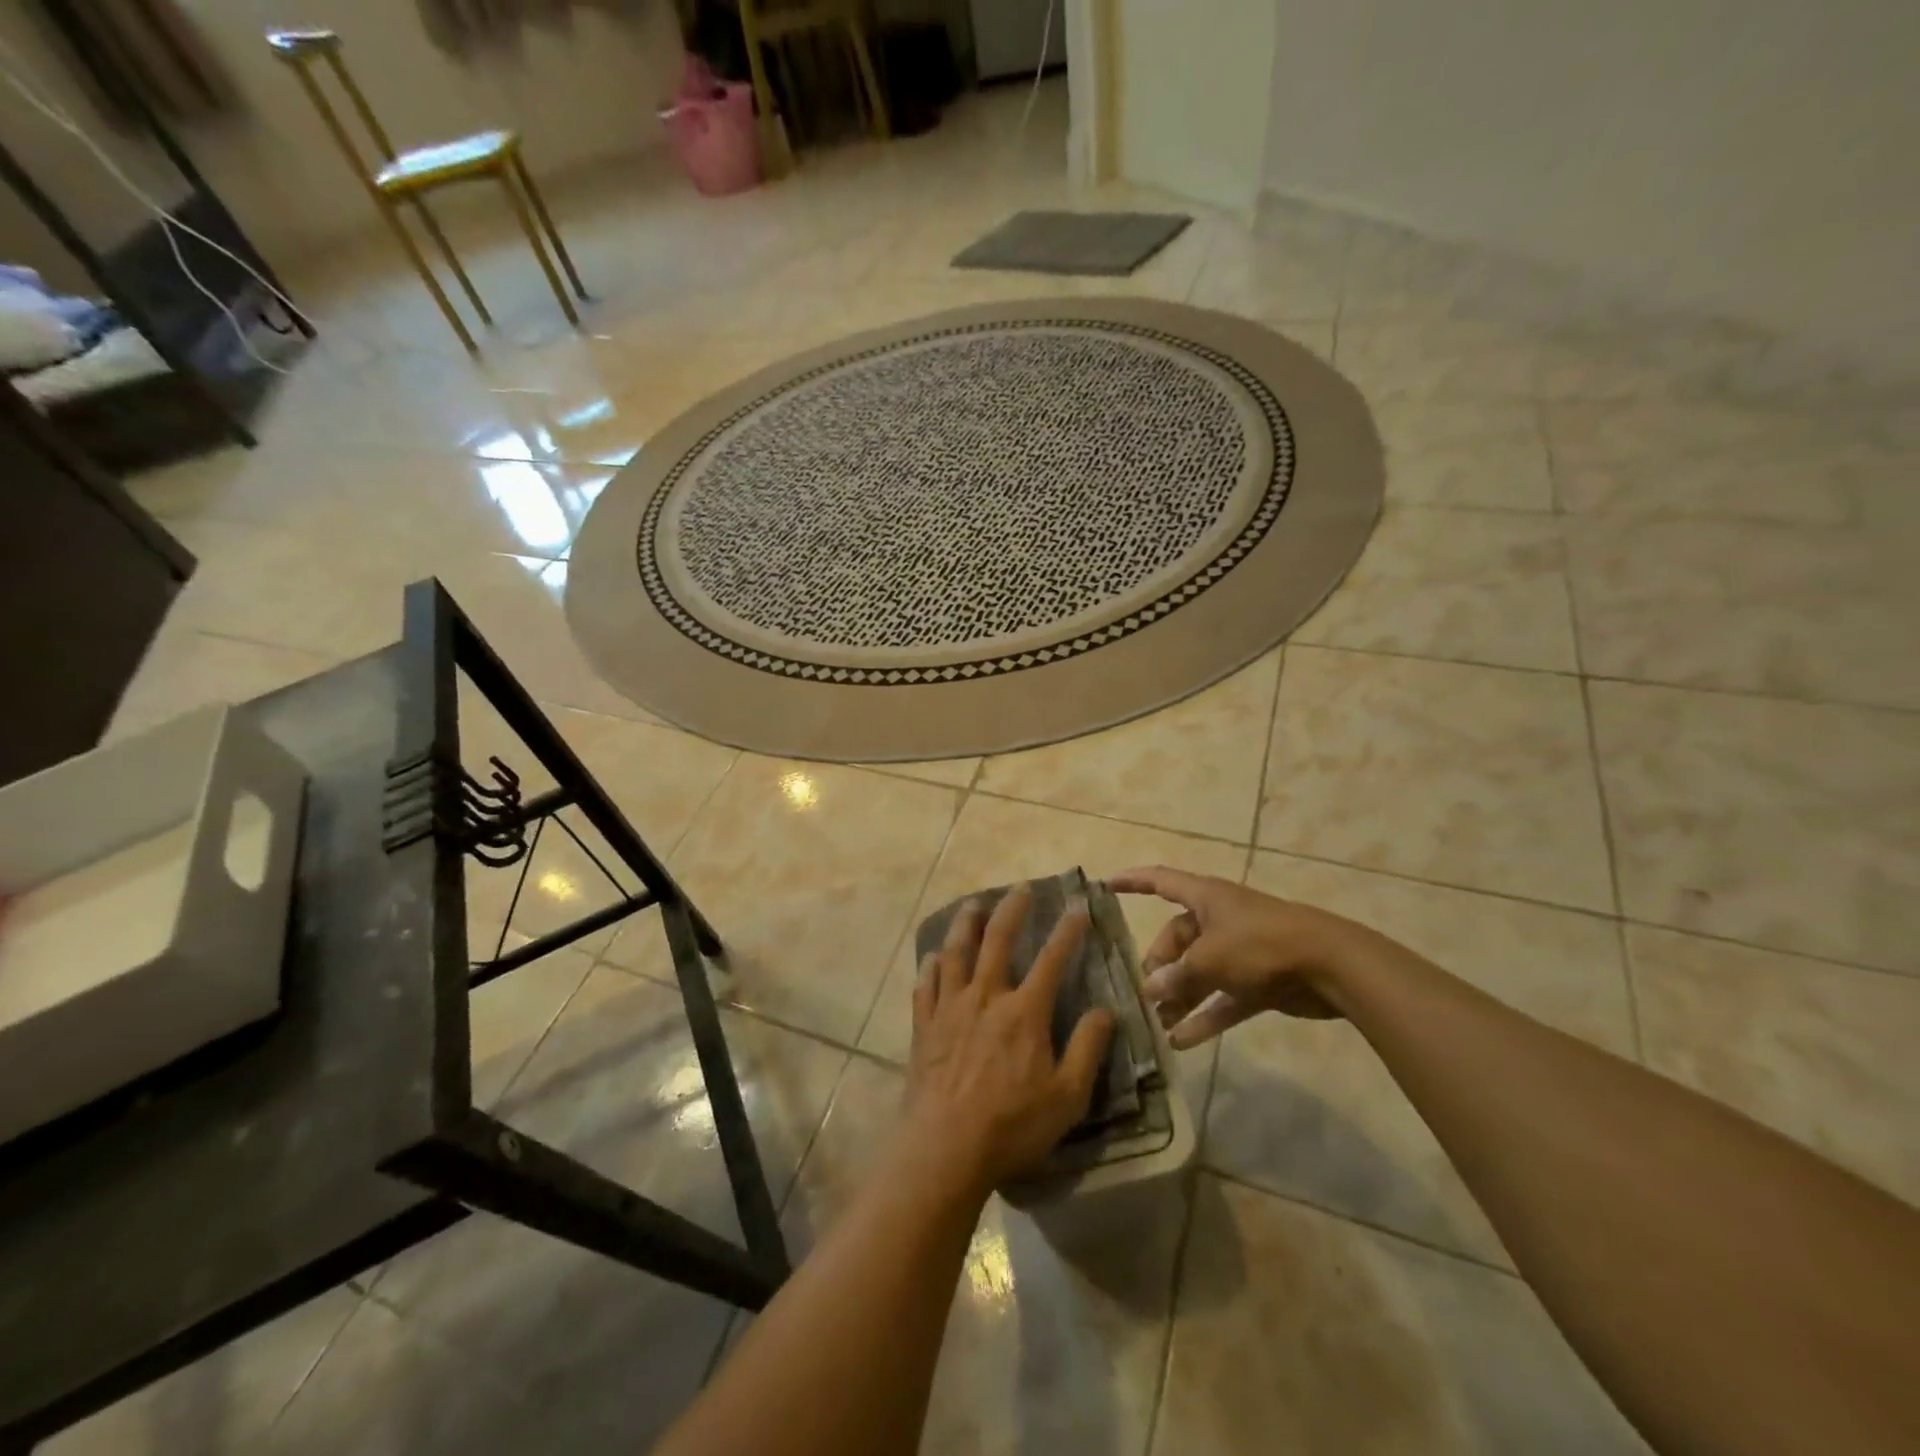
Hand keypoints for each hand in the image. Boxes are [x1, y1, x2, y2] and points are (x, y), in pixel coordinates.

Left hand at [905, 883, 1115, 1194]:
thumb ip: (1088, 1048)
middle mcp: (986, 997)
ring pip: (956, 952)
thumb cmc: (1011, 1126)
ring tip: (972, 905)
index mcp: (1024, 1012)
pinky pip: (925, 985)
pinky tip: (932, 956)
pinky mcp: (924, 1026)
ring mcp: (950, 1008)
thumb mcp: (1067, 1097)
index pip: (1052, 960)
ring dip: (965, 924)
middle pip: (998, 939)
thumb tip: (1106, 1009)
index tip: (1078, 907)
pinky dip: (931, 966)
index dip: (1067, 931)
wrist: (944, 1150)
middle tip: (1020, 887)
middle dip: (1012, 908)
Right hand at [1107, 866, 1352, 1047]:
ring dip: (1179, 996)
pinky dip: (1205, 1016)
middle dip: (1159, 965)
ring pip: (1199, 972)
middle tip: (1144, 993)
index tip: (1105, 885)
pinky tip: (1182, 1041)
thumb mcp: (1210, 958)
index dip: (1132, 881)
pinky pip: (1222, 998)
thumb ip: (1177, 975)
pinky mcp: (1259, 980)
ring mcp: (1240, 951)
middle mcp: (1219, 920)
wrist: (1331, 966)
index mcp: (1206, 898)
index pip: (1160, 881)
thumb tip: (1151, 989)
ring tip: (1155, 1023)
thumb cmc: (1261, 945)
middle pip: (1178, 938)